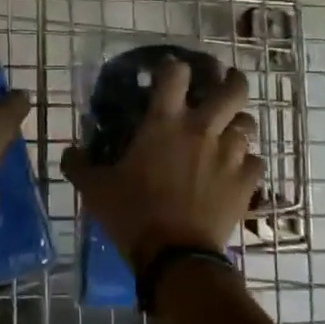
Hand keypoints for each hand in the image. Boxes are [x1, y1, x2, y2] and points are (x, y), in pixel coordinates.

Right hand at [61, 58, 261, 271]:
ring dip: (239, 123)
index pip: (176, 74)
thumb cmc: (133, 214)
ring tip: (231, 129)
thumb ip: (79, 165)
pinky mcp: (246, 182)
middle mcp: (202, 129)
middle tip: (224, 82)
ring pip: (248, 123)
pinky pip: (255, 161)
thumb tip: (69, 152)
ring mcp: (229, 154)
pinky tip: (238, 169)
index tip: (171, 69)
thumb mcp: (95, 189)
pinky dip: (247, 161)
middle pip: (232, 89)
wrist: (175, 256)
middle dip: (231, 80)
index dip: (174, 66)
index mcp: (164, 122)